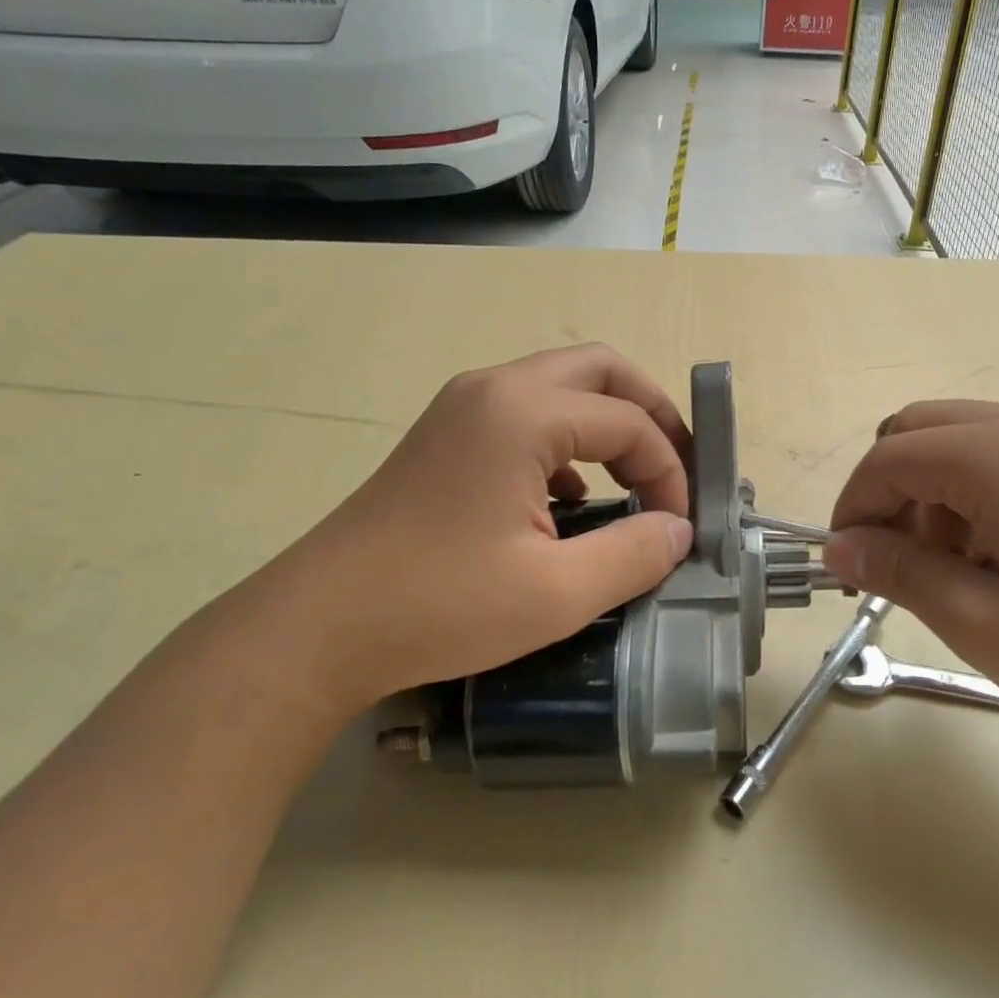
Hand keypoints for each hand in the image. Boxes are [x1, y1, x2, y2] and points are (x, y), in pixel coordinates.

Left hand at [236, 345, 695, 719]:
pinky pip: (527, 414)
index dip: (669, 470)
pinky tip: (569, 499)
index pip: (628, 420)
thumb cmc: (441, 606)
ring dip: (608, 424)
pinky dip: (567, 442)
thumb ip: (634, 554)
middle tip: (676, 468)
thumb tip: (678, 531)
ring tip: (633, 481)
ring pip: (562, 387)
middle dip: (650, 414)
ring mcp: (463, 407)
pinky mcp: (445, 436)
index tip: (679, 527)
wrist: (318, 627)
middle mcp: (494, 389)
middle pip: (600, 370)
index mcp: (523, 413)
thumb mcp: (557, 594)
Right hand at [821, 401, 998, 748]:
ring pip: (955, 442)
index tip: (846, 564)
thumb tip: (837, 548)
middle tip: (892, 561)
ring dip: (928, 494)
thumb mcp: (981, 621)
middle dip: (887, 491)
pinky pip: (998, 457)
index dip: (853, 507)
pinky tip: (994, 557)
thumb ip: (898, 571)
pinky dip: (968, 496)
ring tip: (949, 570)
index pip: (888, 458)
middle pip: (917, 431)